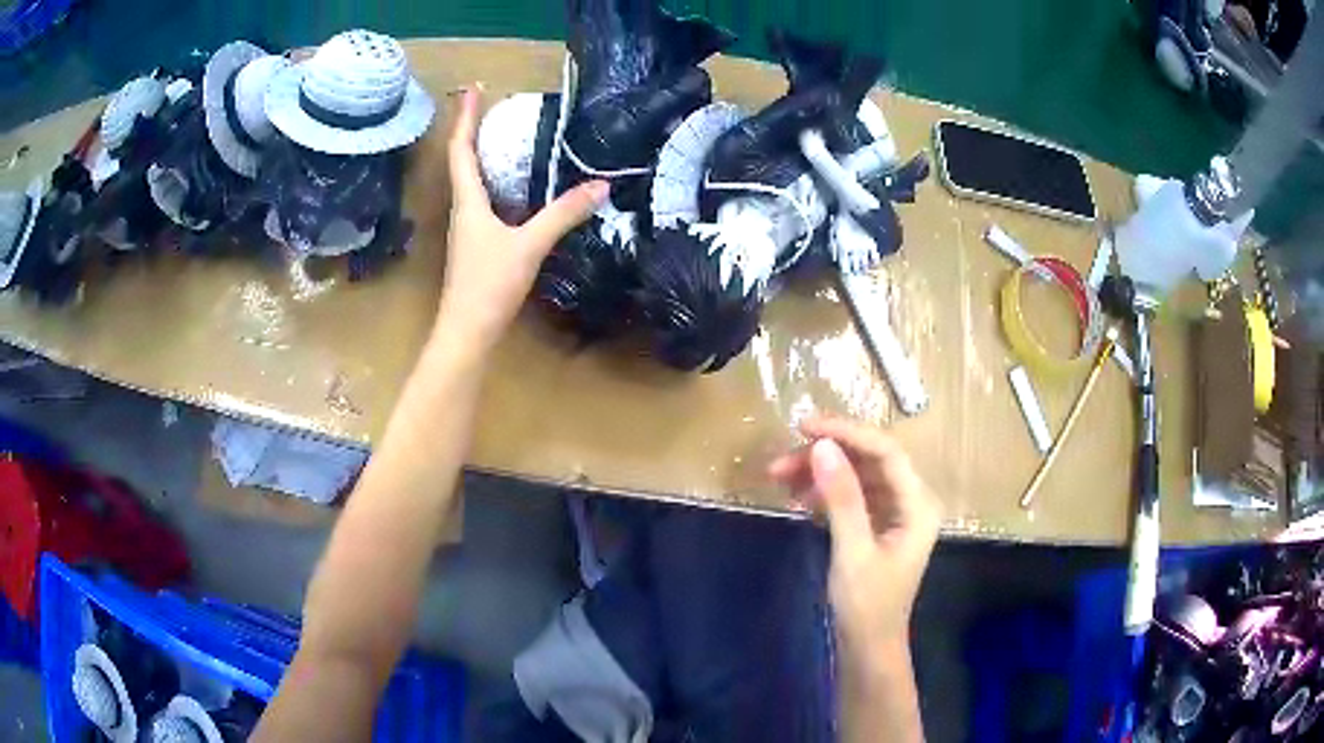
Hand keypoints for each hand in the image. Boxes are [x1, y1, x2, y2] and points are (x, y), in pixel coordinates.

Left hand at [437, 87, 608, 353]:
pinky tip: (514, 186)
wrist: (467, 333)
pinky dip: (495, 181)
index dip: (466, 117)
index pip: (461, 149)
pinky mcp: (477, 245)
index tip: (474, 88)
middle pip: (462, 160)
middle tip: (491, 105)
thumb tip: (602, 186)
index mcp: (468, 202)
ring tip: (502, 134)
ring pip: (471, 181)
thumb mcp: (529, 246)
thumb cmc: (489, 285)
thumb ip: (564, 214)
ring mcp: (467, 229)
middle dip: (473, 128)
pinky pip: (483, 201)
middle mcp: (462, 210)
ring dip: (482, 153)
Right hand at [768, 417, 939, 650]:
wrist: (868, 647)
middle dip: (826, 455)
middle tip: (780, 462)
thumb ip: (841, 497)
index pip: (885, 451)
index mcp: (918, 504)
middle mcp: (911, 500)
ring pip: (857, 475)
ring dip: (820, 472)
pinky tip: (798, 498)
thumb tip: (822, 446)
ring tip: (779, 479)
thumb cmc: (867, 605)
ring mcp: (894, 512)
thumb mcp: (852, 551)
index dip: (846, 432)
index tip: (804, 427)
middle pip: (869, 460)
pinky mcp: (877, 524)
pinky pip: (851, 494)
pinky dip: (824, 492)